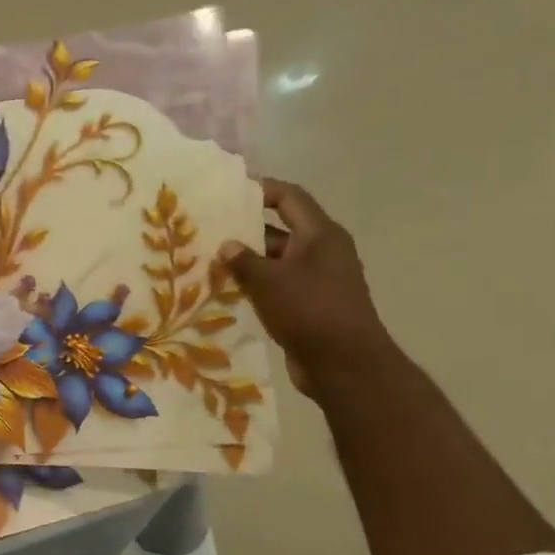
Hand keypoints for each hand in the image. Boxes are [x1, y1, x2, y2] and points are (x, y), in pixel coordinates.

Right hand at [218, 179, 395, 397]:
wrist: (344, 365)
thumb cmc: (309, 311)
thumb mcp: (268, 281)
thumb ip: (243, 260)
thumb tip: (227, 245)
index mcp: (320, 235)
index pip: (289, 198)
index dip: (261, 189)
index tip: (229, 191)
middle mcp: (322, 251)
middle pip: (281, 229)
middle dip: (246, 229)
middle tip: (209, 228)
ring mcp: (318, 279)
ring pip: (276, 260)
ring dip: (247, 261)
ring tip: (209, 260)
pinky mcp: (311, 304)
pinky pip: (278, 285)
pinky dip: (256, 284)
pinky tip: (227, 290)